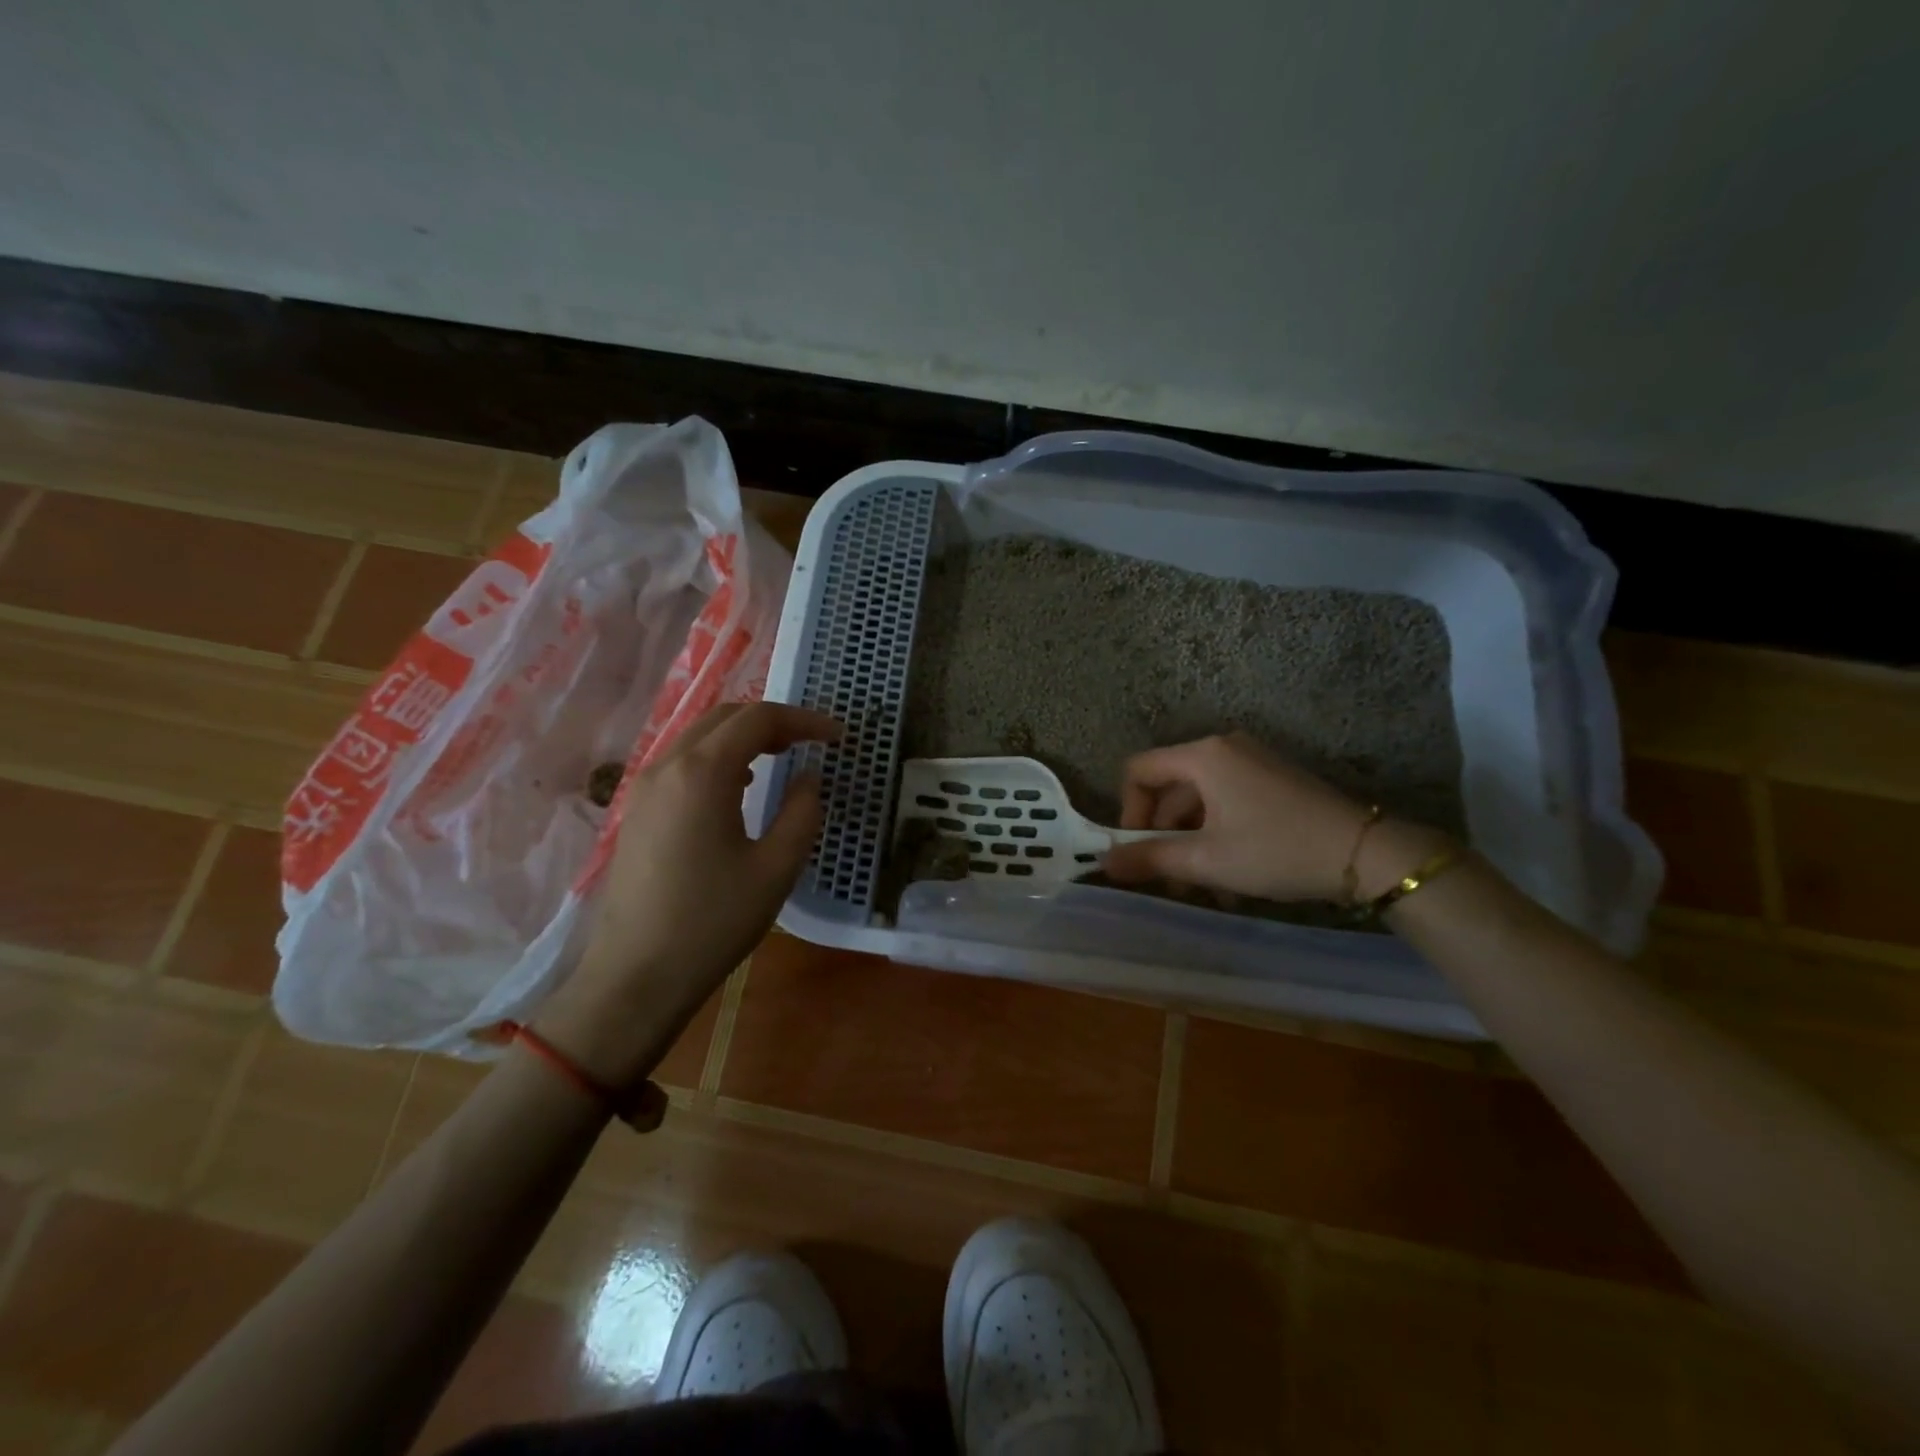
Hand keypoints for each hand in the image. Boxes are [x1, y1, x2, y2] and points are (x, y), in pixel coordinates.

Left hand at [537, 701, 840, 1084]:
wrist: (634, 977)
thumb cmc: (712, 922)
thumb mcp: (776, 869)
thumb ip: (802, 812)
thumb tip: (808, 777)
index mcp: (702, 773)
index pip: (759, 719)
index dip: (804, 720)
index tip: (838, 737)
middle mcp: (667, 766)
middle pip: (725, 717)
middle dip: (773, 721)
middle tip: (811, 743)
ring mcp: (644, 788)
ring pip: (700, 737)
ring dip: (743, 737)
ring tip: (781, 758)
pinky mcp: (637, 812)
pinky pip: (682, 763)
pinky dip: (718, 758)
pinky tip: (738, 789)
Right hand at [1103, 732, 1441, 902]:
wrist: (1367, 853)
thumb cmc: (1276, 850)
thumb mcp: (1206, 859)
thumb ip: (1150, 859)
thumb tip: (1104, 864)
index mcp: (1203, 756)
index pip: (1139, 771)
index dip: (1128, 811)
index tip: (1139, 851)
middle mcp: (1224, 748)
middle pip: (1170, 789)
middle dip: (1163, 836)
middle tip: (1169, 880)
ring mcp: (1253, 762)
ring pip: (1201, 802)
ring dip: (1193, 844)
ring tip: (1203, 890)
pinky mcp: (1274, 780)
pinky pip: (1229, 803)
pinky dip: (1219, 835)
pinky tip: (1231, 879)